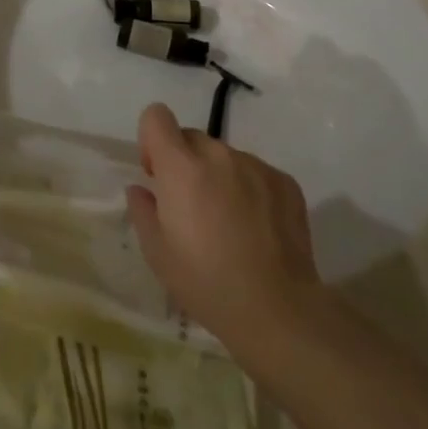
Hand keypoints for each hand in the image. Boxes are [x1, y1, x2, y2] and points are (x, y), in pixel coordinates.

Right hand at [125, 103, 322, 352]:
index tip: (157, 175)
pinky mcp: (285, 182)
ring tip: (229, 223)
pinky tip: (257, 229)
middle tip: (192, 207)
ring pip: (225, 157)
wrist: (279, 312)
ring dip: (219, 177)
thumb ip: (142, 209)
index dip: (151, 140)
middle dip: (185, 163)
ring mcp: (256, 166)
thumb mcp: (157, 253)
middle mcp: (218, 155)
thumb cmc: (207, 283)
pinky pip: (255, 173)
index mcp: (181, 166)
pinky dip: (250, 190)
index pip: (156, 116)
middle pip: (191, 138)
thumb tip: (141, 189)